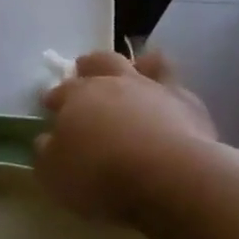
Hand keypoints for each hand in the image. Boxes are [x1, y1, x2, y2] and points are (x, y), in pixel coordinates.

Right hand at [37, 49, 215, 223]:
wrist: (168, 176)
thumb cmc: (99, 174)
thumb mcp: (54, 173)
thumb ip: (47, 152)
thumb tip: (48, 139)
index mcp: (78, 96)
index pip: (61, 90)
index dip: (55, 97)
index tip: (50, 105)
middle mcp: (116, 83)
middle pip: (101, 62)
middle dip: (90, 65)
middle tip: (85, 71)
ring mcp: (156, 90)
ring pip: (146, 64)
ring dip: (137, 66)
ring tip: (135, 72)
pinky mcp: (190, 105)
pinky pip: (179, 88)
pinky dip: (170, 91)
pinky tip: (170, 103)